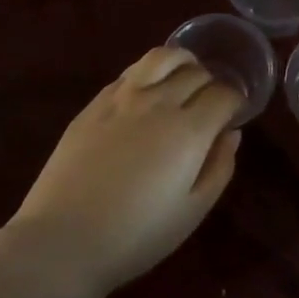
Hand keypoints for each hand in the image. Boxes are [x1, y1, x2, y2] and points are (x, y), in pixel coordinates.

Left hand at [8, 47, 242, 297]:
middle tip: (211, 104)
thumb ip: (219, 168)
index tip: (233, 115)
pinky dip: (149, 73)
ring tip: (185, 76)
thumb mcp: (192, 212)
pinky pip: (130, 72)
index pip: (224, 94)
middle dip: (212, 83)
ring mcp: (122, 98)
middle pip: (196, 73)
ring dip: (182, 62)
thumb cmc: (135, 236)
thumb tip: (231, 134)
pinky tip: (148, 91)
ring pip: (162, 57)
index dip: (235, 101)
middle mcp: (158, 103)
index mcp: (188, 131)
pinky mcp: (94, 103)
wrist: (63, 240)